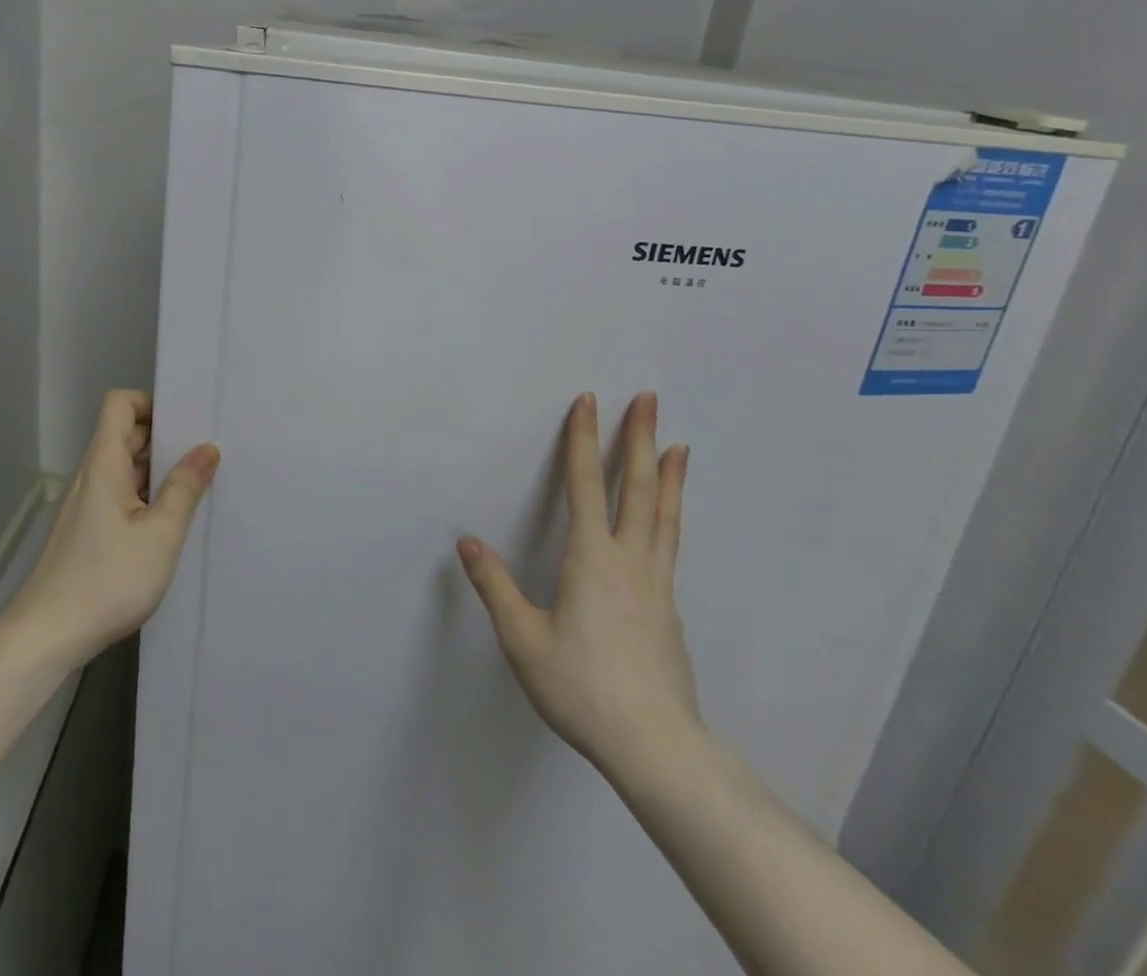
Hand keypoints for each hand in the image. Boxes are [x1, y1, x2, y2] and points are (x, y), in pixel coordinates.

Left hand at [11, 390, 219, 666]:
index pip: (120, 404)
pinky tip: (170, 521)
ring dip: (157, 470)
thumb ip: (185, 488)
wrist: (47, 636)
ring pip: (124, 468)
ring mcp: (86, 504)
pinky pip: (119, 495)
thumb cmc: (107, 579)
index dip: (151, 403)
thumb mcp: (160, 534)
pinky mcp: (85, 531)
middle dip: (164, 437)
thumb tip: (207, 449)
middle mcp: (91, 475)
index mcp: (105, 463)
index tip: (185, 422)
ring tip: (197, 485)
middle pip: (125, 434)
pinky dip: (145, 496)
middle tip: (205, 452)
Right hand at [458, 392, 701, 780]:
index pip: (585, 485)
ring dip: (669, 475)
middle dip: (640, 438)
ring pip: (664, 515)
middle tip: (650, 399)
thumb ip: (495, 587)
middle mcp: (629, 560)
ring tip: (679, 445)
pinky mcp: (669, 609)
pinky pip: (669, 545)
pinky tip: (667, 520)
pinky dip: (670, 515)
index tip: (588, 402)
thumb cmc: (582, 688)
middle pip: (638, 487)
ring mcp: (656, 585)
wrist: (656, 747)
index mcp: (591, 559)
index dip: (583, 440)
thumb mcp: (523, 639)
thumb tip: (467, 543)